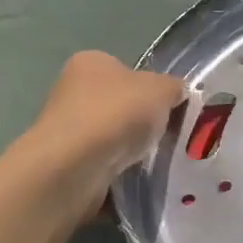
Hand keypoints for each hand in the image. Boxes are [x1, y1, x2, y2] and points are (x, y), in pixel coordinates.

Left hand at [27, 51, 185, 195]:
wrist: (74, 167)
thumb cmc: (116, 113)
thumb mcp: (161, 89)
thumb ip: (174, 88)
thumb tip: (176, 94)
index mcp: (90, 62)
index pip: (126, 70)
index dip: (151, 88)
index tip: (170, 109)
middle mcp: (71, 91)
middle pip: (120, 106)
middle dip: (142, 122)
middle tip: (168, 136)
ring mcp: (66, 130)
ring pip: (112, 139)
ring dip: (131, 151)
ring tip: (154, 162)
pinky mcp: (65, 165)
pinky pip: (103, 167)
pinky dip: (119, 174)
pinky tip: (134, 180)